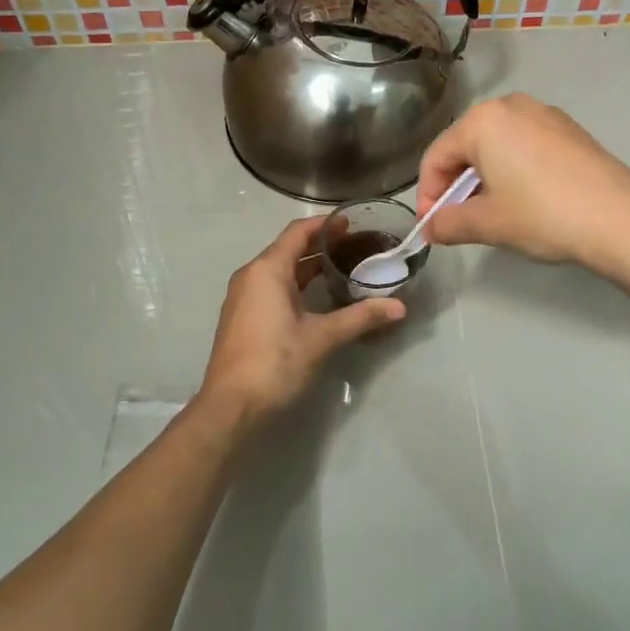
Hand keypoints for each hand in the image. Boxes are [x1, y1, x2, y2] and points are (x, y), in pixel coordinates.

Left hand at [195, 215, 405, 430]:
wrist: (230, 407)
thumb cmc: (274, 362)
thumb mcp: (321, 338)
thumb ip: (360, 318)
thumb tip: (399, 307)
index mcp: (267, 270)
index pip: (297, 232)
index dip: (325, 225)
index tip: (352, 223)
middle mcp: (251, 276)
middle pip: (288, 249)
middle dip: (320, 246)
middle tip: (356, 248)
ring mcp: (243, 298)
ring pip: (280, 271)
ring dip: (308, 267)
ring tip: (342, 269)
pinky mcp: (243, 318)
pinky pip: (272, 289)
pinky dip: (296, 285)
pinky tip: (318, 299)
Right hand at [415, 94, 629, 273]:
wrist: (620, 219)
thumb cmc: (542, 214)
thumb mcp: (488, 223)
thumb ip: (449, 223)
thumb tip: (430, 229)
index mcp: (482, 121)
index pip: (436, 156)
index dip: (427, 194)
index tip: (432, 226)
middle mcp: (510, 105)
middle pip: (465, 146)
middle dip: (455, 184)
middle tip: (457, 220)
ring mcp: (544, 114)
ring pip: (496, 145)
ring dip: (483, 177)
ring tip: (490, 212)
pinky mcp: (569, 129)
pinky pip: (524, 145)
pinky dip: (512, 169)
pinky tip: (524, 199)